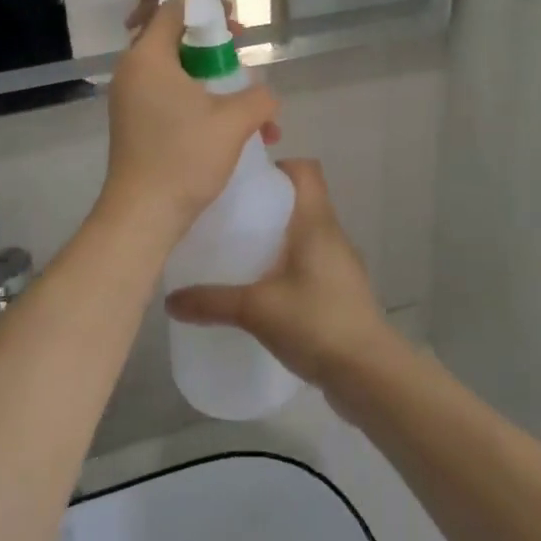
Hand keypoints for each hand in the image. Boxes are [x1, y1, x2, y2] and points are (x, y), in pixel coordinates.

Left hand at [99, 0, 278, 237]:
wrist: (142, 215)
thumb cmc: (184, 157)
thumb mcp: (234, 122)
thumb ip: (258, 97)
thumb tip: (264, 96)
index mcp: (148, 57)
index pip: (175, 12)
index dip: (210, 13)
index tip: (237, 32)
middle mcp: (132, 72)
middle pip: (177, 42)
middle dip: (217, 54)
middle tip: (243, 69)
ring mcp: (129, 100)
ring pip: (176, 75)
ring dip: (213, 86)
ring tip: (246, 111)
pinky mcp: (133, 124)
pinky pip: (167, 98)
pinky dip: (196, 104)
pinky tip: (228, 132)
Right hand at [165, 160, 394, 396]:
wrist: (369, 374)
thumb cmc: (317, 323)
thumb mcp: (257, 310)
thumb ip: (213, 302)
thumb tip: (171, 301)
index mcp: (317, 222)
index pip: (306, 169)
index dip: (277, 166)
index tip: (244, 182)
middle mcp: (332, 234)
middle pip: (302, 199)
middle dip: (267, 203)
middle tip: (229, 217)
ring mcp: (340, 263)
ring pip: (306, 232)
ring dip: (277, 236)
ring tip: (240, 252)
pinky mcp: (341, 291)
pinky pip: (310, 261)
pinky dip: (288, 264)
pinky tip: (263, 289)